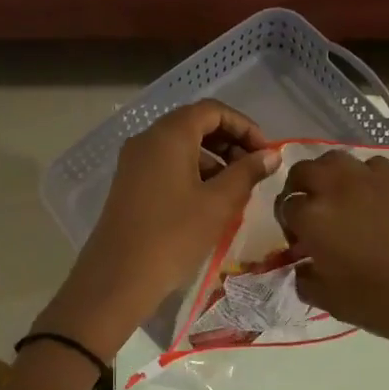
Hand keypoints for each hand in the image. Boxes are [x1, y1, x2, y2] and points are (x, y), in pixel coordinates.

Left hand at [38, 100, 278, 359]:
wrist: (117, 279)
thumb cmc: (173, 236)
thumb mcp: (219, 203)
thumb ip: (248, 173)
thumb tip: (271, 154)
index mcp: (169, 134)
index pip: (213, 110)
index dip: (245, 126)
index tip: (266, 154)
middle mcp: (148, 139)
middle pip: (195, 124)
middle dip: (230, 142)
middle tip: (255, 170)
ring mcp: (134, 161)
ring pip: (181, 146)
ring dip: (213, 159)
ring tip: (237, 190)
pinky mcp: (129, 184)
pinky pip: (167, 164)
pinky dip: (193, 172)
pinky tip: (209, 202)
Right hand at [278, 152, 388, 379]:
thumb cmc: (387, 304)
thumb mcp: (332, 302)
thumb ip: (305, 279)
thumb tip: (303, 264)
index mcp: (314, 218)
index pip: (286, 206)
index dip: (289, 224)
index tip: (301, 242)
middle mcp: (338, 187)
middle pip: (304, 170)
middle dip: (300, 188)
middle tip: (312, 212)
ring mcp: (374, 177)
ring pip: (338, 160)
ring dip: (331, 177)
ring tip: (342, 201)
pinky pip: (374, 167)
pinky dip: (366, 179)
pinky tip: (378, 202)